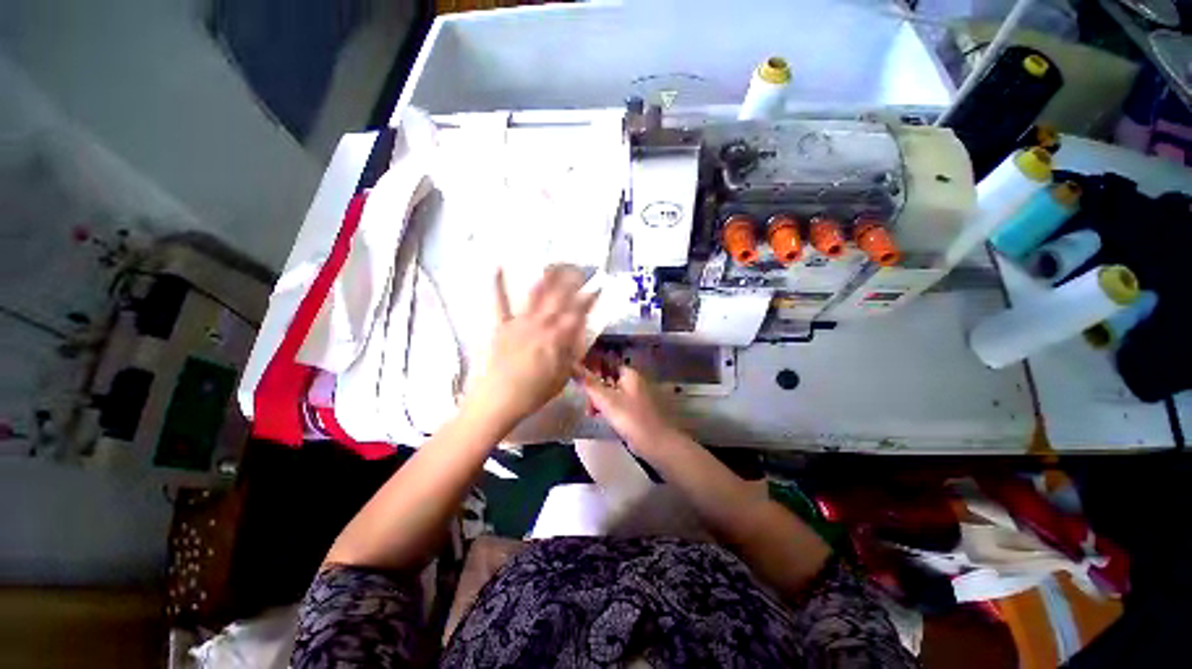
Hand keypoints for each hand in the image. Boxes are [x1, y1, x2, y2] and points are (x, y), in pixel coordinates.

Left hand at [465, 266, 597, 427]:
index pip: (578, 312)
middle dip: (572, 280)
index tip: (598, 286)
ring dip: (546, 277)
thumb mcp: (561, 377)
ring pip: (536, 294)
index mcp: (558, 338)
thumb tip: (579, 333)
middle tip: (580, 269)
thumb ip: (571, 353)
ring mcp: (520, 323)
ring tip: (554, 264)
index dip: (589, 297)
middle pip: (560, 297)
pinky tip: (497, 268)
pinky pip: (499, 302)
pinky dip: (498, 285)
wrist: (497, 401)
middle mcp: (541, 325)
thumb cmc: (533, 394)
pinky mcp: (501, 325)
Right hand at [574, 362, 675, 452]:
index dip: (591, 368)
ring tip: (591, 413)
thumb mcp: (605, 399)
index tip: (578, 379)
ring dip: (598, 400)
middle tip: (586, 404)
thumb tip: (572, 364)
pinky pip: (617, 403)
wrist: (656, 442)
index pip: (605, 363)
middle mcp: (633, 381)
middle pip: (607, 378)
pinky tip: (601, 417)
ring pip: (610, 392)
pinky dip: (607, 408)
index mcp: (628, 374)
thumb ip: (588, 383)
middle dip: (593, 390)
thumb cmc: (630, 418)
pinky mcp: (635, 409)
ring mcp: (635, 395)